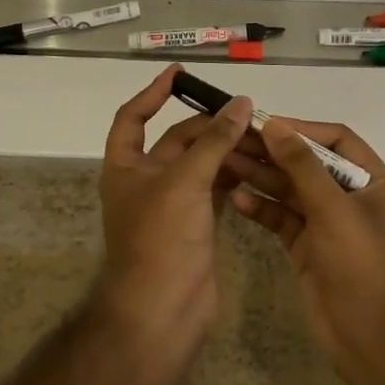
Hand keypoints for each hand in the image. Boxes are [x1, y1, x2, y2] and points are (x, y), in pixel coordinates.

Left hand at [96, 64, 254, 350]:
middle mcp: (145, 180)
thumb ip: (215, 141)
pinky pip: (214, 188)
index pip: (133, 117)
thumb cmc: (161, 238)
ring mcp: (171, 204)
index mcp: (125, 166)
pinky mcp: (194, 224)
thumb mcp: (185, 180)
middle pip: (177, 141)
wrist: (162, 311)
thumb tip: (241, 103)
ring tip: (259, 134)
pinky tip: (257, 165)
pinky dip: (233, 175)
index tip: (180, 73)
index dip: (154, 93)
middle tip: (244, 111)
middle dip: (207, 125)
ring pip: (200, 165)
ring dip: (225, 150)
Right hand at [226, 118, 384, 373]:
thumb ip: (302, 166)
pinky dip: (261, 208)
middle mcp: (347, 195)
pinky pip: (280, 218)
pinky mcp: (305, 246)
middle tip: (232, 141)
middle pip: (306, 162)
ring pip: (289, 189)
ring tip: (226, 163)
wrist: (373, 340)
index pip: (334, 139)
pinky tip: (237, 199)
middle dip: (272, 152)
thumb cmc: (362, 265)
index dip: (300, 129)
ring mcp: (325, 222)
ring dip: (260, 176)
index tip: (263, 124)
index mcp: (369, 179)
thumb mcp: (334, 210)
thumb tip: (274, 125)